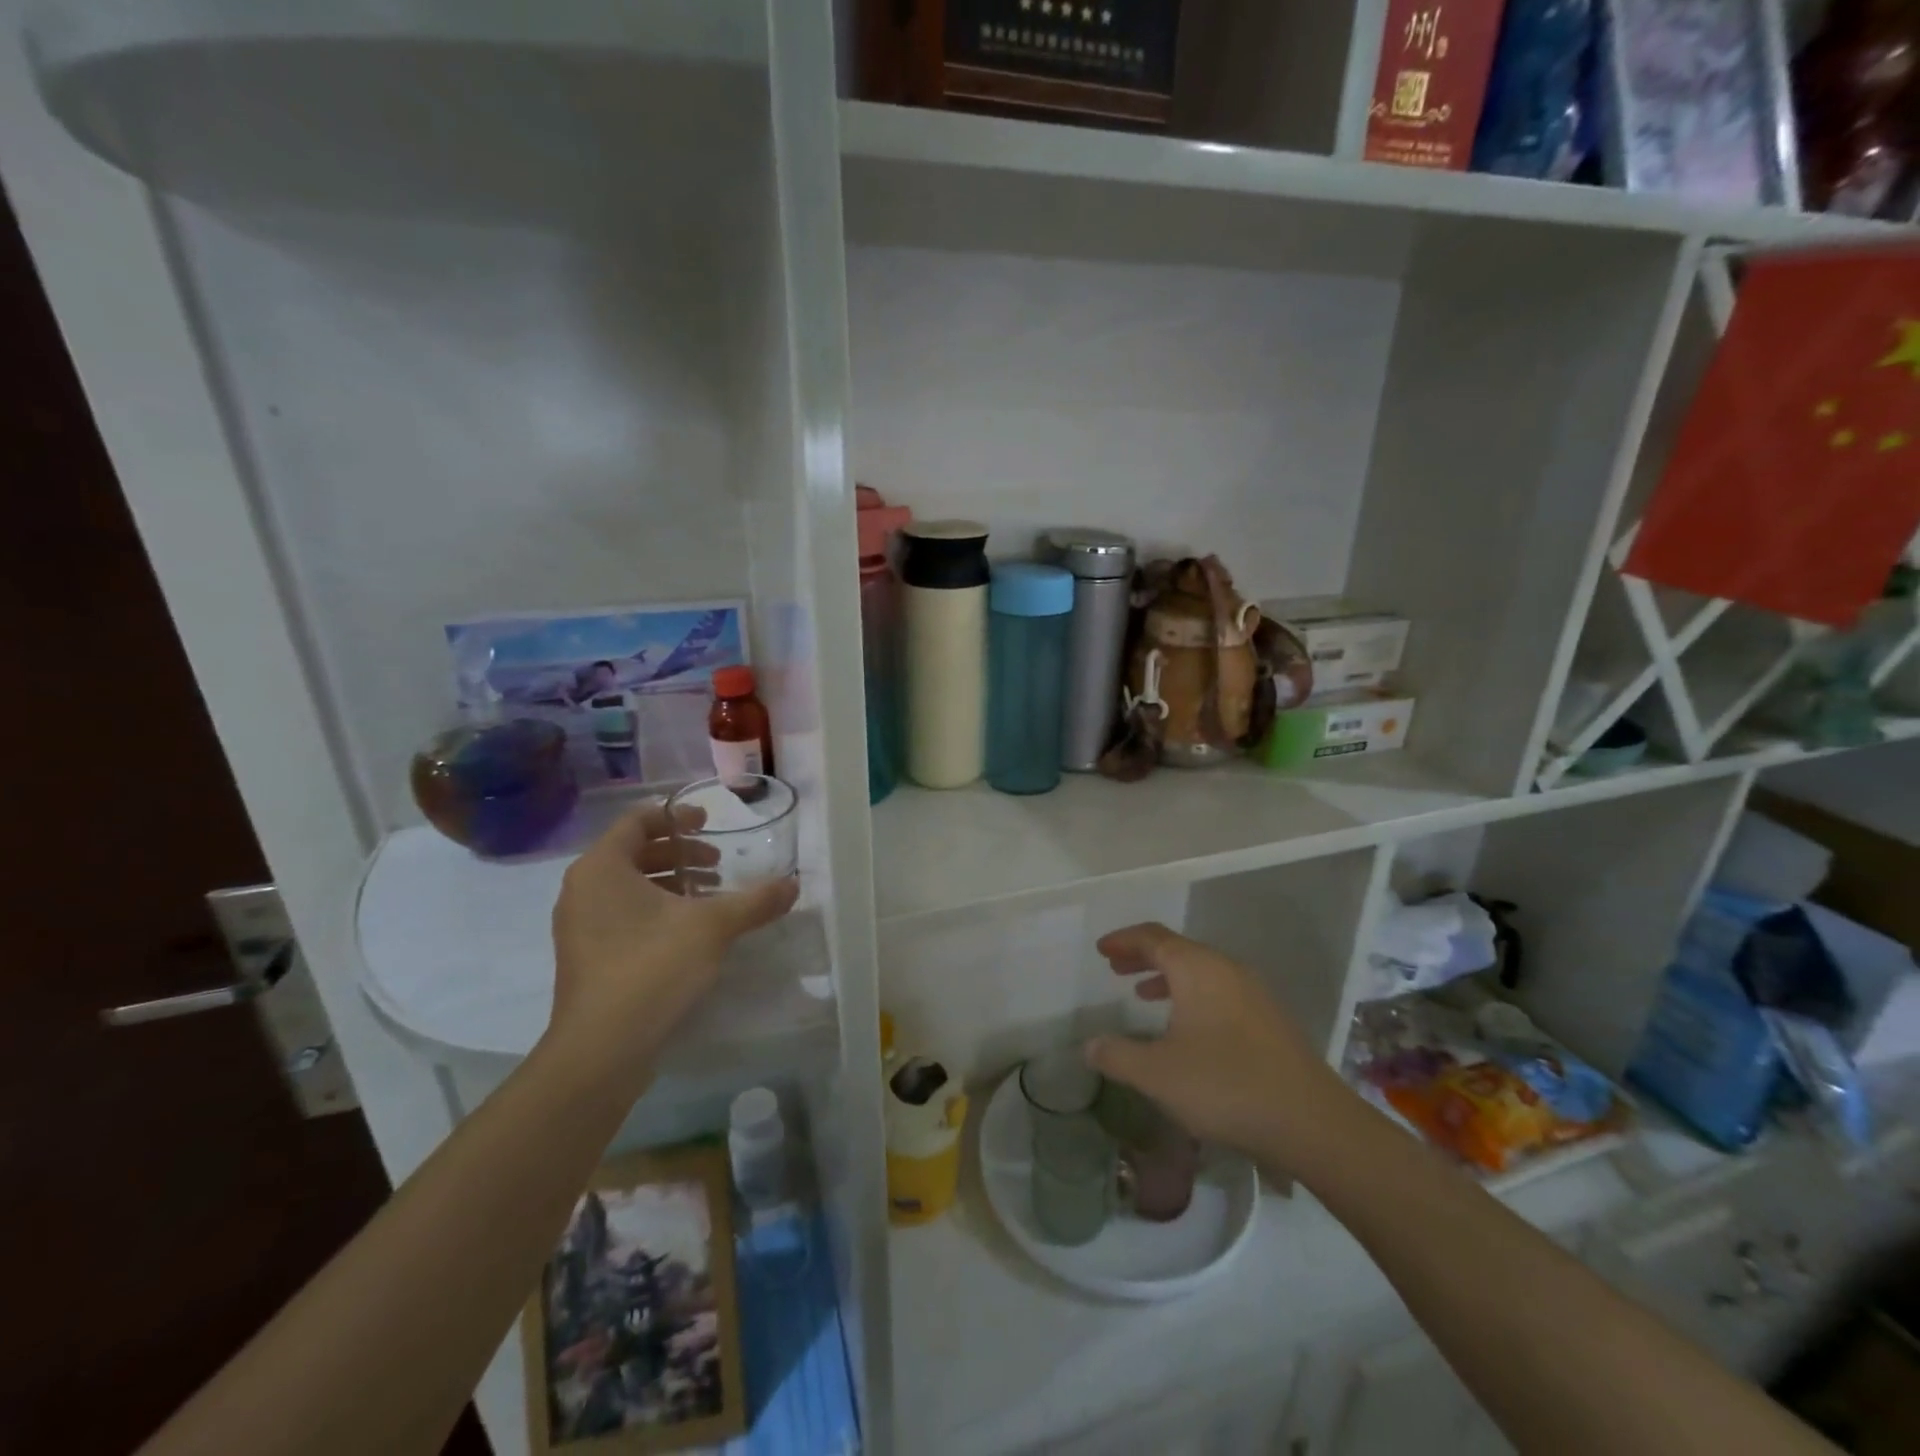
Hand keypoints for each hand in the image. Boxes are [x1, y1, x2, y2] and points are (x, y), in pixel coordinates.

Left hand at [546, 801, 796, 1088]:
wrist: (603, 1049)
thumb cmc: (652, 967)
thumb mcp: (713, 927)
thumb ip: (755, 901)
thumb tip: (794, 884)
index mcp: (602, 868)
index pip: (637, 821)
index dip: (675, 817)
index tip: (708, 824)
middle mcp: (583, 890)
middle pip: (634, 853)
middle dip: (680, 855)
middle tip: (718, 866)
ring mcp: (580, 926)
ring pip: (629, 887)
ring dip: (672, 884)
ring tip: (711, 897)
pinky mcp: (588, 957)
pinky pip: (623, 915)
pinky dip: (657, 911)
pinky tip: (691, 932)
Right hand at [1085, 922, 1359, 1175]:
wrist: (1311, 1122)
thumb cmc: (1225, 1086)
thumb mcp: (1158, 1074)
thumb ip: (1118, 1055)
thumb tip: (1089, 1045)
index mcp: (1197, 968)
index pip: (1152, 938)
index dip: (1123, 940)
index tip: (1101, 950)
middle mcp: (1226, 969)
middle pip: (1177, 949)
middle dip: (1143, 956)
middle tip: (1115, 967)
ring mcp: (1253, 992)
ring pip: (1200, 970)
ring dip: (1167, 976)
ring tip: (1142, 993)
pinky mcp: (1269, 1018)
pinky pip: (1219, 990)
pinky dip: (1191, 995)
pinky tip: (1186, 1027)